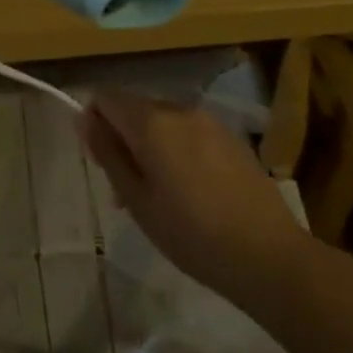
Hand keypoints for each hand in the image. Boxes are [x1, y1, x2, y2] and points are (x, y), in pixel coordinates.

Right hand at [79, 90, 307, 298]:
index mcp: (152, 121)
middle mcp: (179, 109)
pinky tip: (191, 193)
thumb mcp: (137, 199)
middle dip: (122, 138)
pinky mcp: (231, 138)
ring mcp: (209, 121)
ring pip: (162, 122)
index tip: (101, 162)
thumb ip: (108, 153)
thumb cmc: (191, 233)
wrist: (268, 254)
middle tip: (126, 190)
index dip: (94, 123)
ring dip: (150, 146)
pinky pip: (189, 133)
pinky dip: (177, 151)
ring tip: (159, 197)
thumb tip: (85, 118)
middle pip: (135, 108)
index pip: (106, 98)